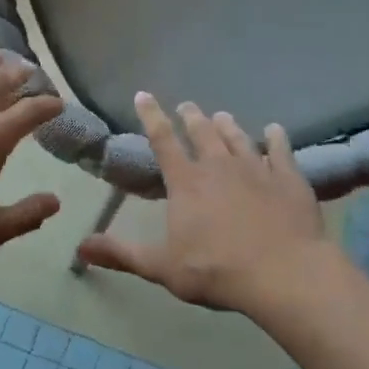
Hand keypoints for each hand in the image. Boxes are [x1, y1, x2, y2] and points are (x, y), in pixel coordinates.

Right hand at [77, 94, 330, 312]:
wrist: (283, 273)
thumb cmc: (216, 270)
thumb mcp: (162, 267)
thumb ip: (122, 254)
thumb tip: (80, 247)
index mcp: (186, 182)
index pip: (162, 140)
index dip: (151, 116)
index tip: (144, 95)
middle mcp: (219, 166)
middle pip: (202, 132)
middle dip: (192, 117)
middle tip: (187, 106)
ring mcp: (257, 168)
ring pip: (238, 137)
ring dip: (227, 125)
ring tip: (221, 115)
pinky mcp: (289, 178)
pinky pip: (281, 150)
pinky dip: (276, 138)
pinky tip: (274, 130)